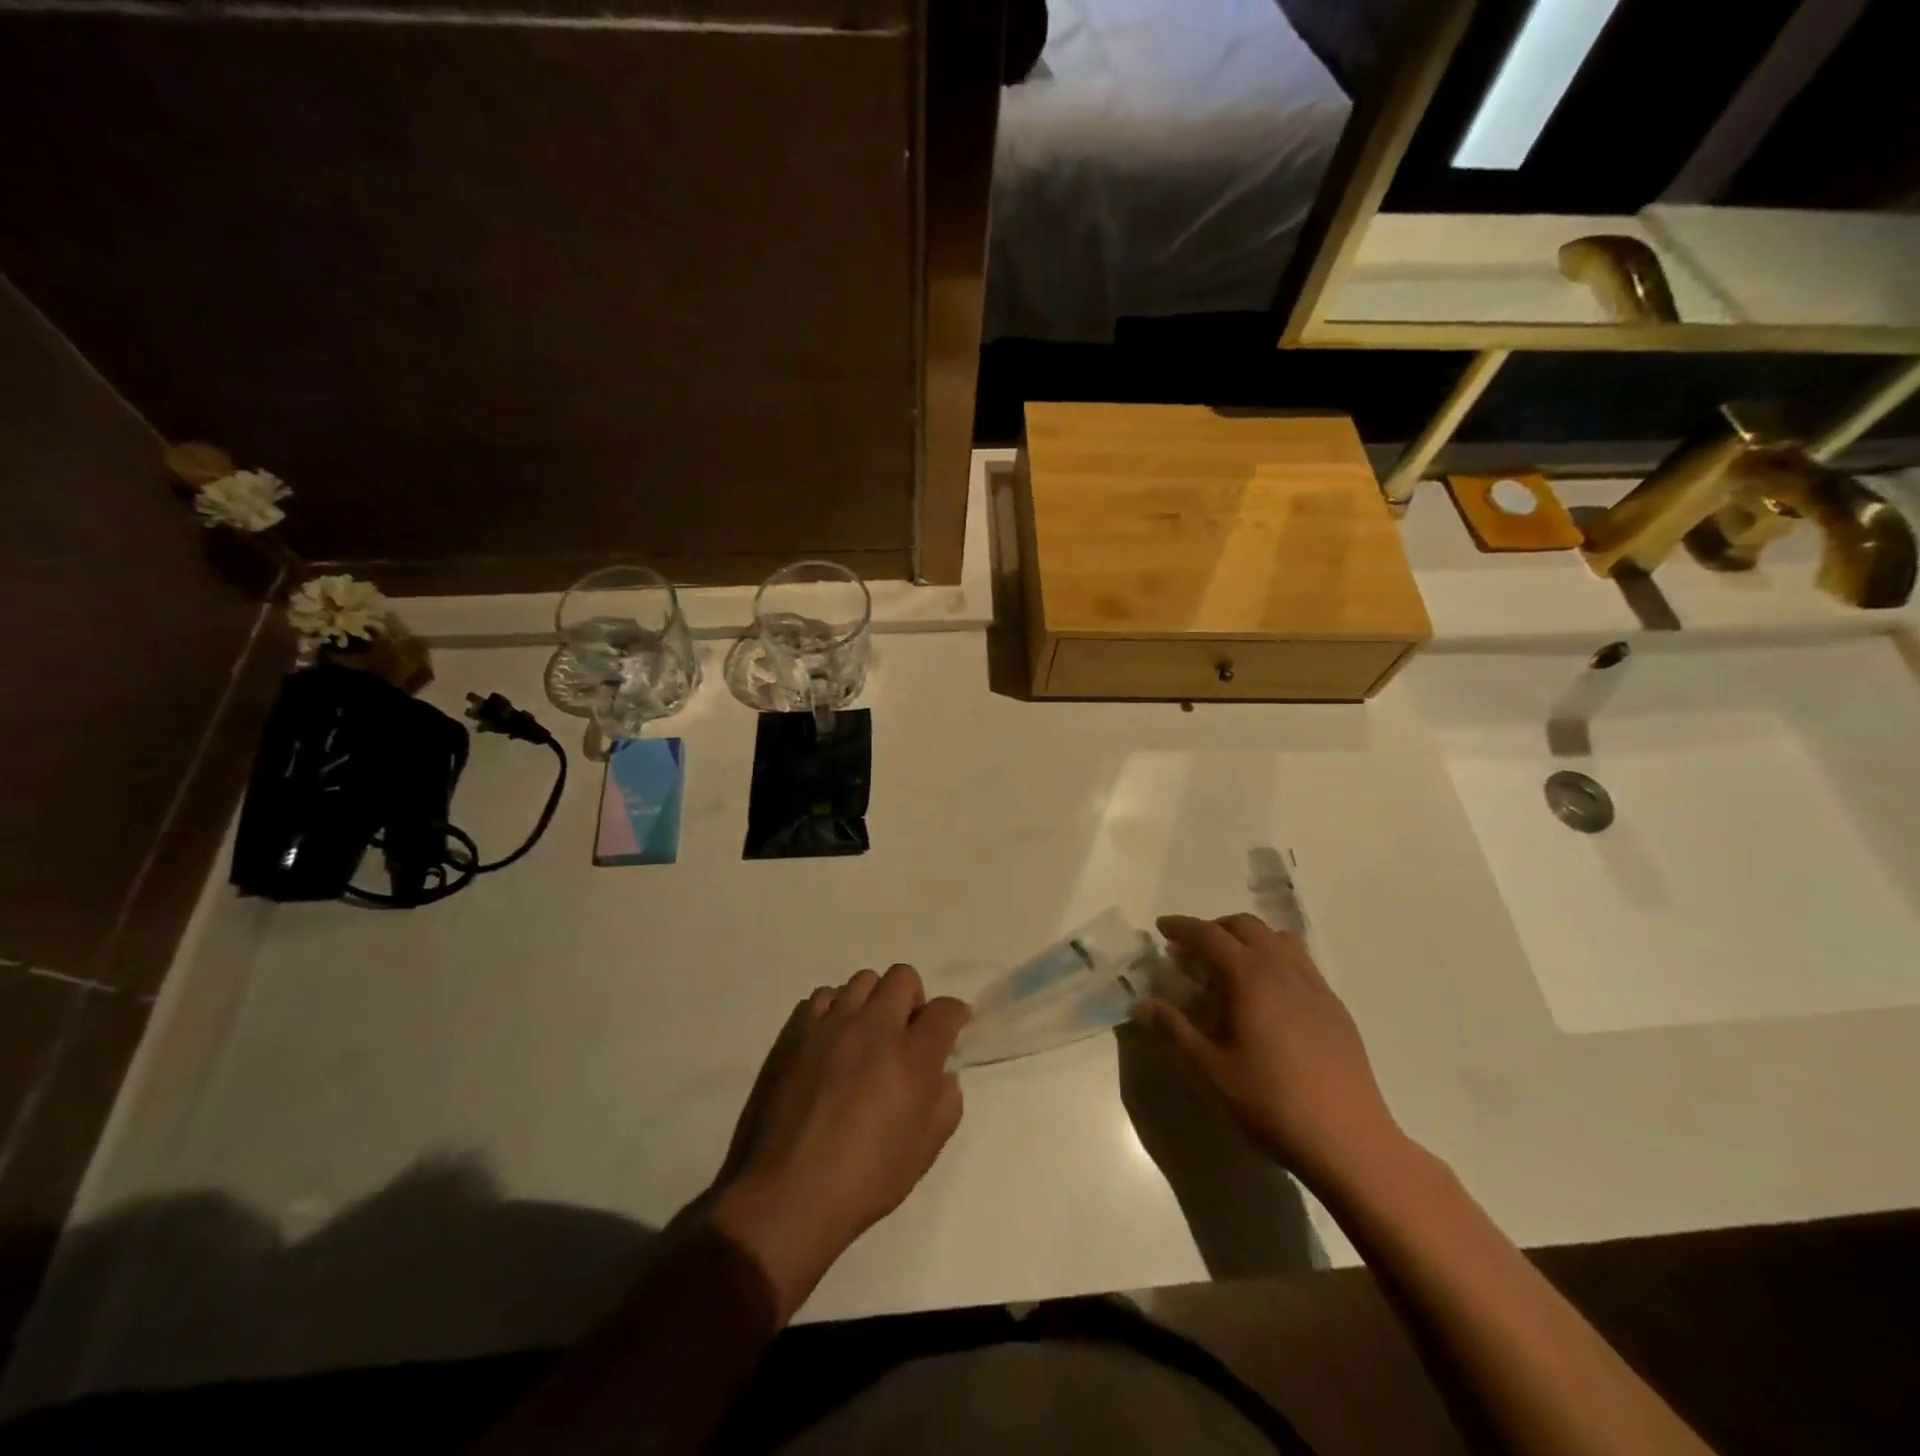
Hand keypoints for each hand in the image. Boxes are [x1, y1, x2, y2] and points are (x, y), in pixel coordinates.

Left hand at [707, 965, 969, 1320]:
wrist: (787, 1193)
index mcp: (913, 1056)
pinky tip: (830, 1043)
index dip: (955, 1014)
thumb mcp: (924, 1151)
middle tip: (905, 1033)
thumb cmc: (864, 1179)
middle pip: (903, 977)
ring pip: (862, 981)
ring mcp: (831, 1024)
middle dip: (912, 999)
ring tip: (864, 1036)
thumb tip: (942, 1075)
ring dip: (872, 1002)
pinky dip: (834, 1011)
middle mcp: (875, 1026)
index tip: (952, 1027)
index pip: (946, 1009)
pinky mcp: (796, 1031)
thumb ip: (945, 1103)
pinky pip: (823, 997)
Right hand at [1137, 914, 1405, 1192]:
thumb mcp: (1212, 1070)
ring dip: (1248, 939)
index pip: (1209, 936)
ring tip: (1231, 965)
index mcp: (1249, 977)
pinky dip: (1275, 958)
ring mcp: (1314, 985)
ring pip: (1277, 938)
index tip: (1162, 928)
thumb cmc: (1272, 1104)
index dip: (1182, 928)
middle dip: (1214, 929)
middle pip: (1245, 926)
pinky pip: (1300, 961)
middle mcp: (1283, 969)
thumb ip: (1176, 1030)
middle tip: (1192, 950)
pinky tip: (1269, 994)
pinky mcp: (1334, 1006)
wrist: (1350, 1141)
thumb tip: (1144, 1005)